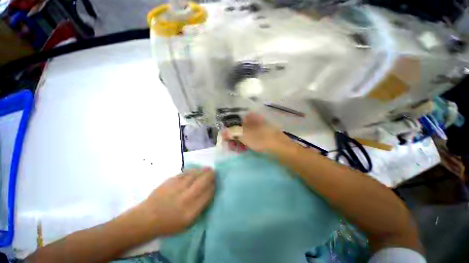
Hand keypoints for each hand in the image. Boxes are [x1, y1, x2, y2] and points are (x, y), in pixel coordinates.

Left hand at [139, 168, 214, 235]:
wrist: (147, 218)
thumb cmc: (169, 223)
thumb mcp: (188, 222)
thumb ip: (200, 207)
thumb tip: (209, 191)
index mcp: (191, 211)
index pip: (208, 194)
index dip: (213, 186)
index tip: (215, 183)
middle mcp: (186, 198)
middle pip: (203, 182)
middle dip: (211, 175)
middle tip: (213, 172)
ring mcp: (177, 188)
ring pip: (195, 175)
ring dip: (203, 171)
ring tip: (207, 169)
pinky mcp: (171, 181)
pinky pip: (186, 173)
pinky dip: (193, 171)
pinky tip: (196, 170)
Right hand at [222, 112, 292, 153]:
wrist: (283, 150)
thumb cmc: (262, 140)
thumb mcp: (246, 136)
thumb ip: (233, 133)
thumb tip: (223, 132)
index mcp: (252, 118)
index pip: (237, 121)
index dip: (230, 128)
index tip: (225, 137)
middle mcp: (255, 122)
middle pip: (240, 128)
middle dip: (234, 137)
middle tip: (230, 145)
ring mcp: (260, 130)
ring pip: (245, 135)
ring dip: (239, 141)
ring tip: (236, 149)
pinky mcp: (262, 138)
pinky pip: (251, 140)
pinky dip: (246, 144)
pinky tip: (243, 150)